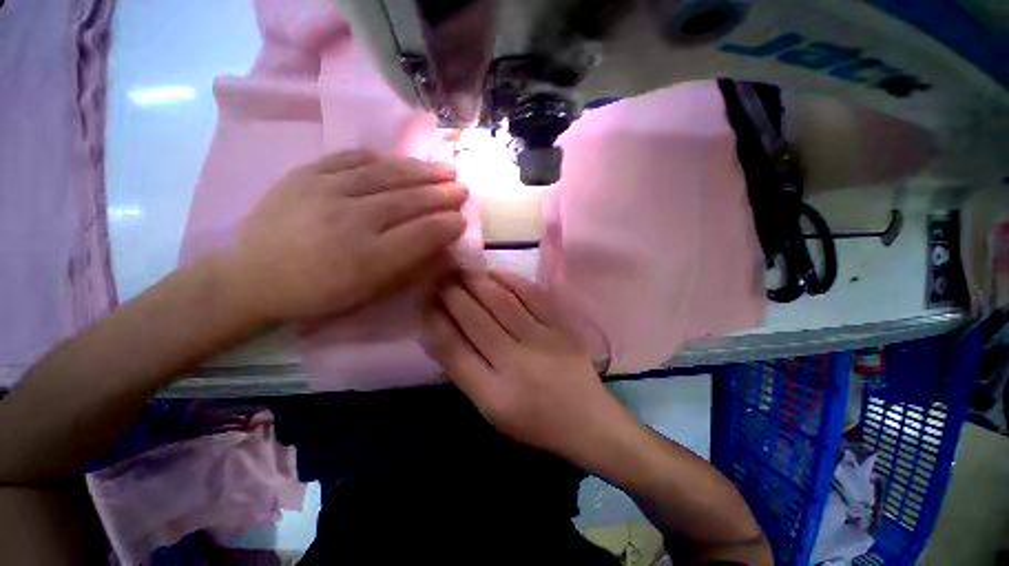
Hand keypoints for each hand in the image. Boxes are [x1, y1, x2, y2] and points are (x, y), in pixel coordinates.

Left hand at [222, 151, 467, 323]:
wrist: (252, 276)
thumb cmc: (320, 293)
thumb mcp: (371, 294)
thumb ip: (412, 270)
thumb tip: (445, 251)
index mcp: (369, 257)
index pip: (423, 233)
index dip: (448, 225)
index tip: (463, 220)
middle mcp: (351, 219)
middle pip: (409, 200)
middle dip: (442, 193)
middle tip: (462, 188)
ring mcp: (326, 191)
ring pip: (386, 174)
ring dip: (421, 171)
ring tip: (444, 169)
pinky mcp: (306, 174)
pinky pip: (351, 158)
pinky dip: (381, 158)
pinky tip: (399, 161)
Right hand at [422, 271, 636, 463]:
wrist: (588, 421)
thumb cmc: (535, 422)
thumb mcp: (491, 410)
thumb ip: (465, 372)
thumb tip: (441, 332)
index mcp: (493, 394)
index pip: (453, 349)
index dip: (435, 321)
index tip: (425, 300)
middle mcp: (516, 363)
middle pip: (475, 320)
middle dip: (452, 294)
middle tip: (439, 276)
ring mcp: (542, 342)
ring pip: (502, 303)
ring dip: (478, 282)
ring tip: (462, 270)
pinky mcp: (562, 328)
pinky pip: (534, 297)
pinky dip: (512, 281)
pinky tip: (496, 273)